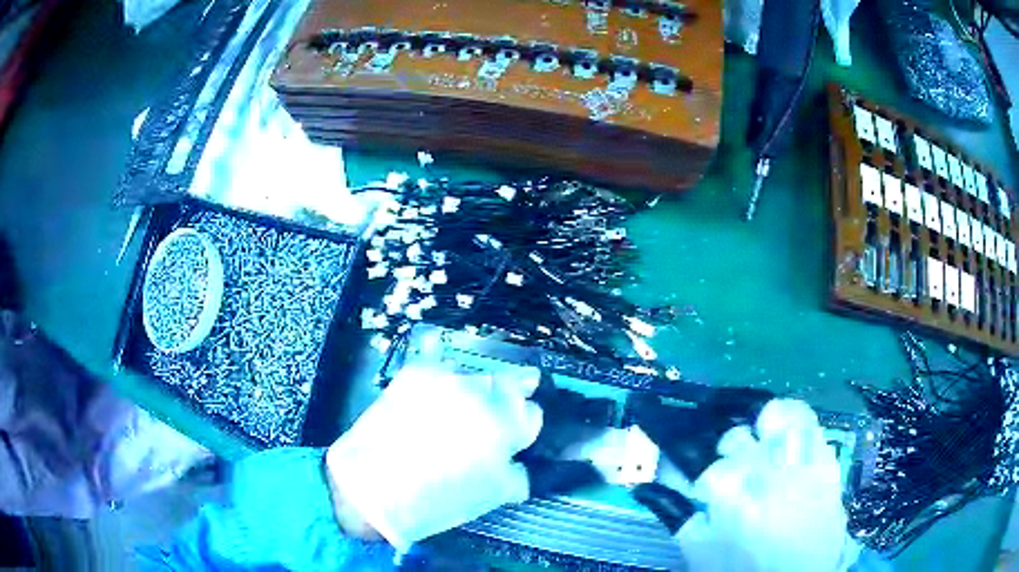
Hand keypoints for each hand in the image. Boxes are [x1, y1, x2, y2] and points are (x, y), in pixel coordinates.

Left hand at [325, 362, 543, 552]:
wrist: (369, 489)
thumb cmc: (434, 501)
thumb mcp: (489, 494)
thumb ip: (516, 472)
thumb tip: (517, 460)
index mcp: (501, 426)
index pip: (532, 413)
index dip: (525, 427)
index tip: (517, 435)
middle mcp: (477, 393)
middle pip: (511, 383)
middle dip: (510, 399)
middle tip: (495, 417)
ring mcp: (444, 379)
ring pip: (477, 376)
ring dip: (476, 391)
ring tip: (460, 412)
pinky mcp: (415, 375)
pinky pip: (443, 371)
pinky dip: (445, 385)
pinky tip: (434, 405)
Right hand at [632, 393, 860, 571]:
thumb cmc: (744, 568)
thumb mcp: (700, 550)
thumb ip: (677, 515)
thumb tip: (652, 487)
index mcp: (726, 491)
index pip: (700, 466)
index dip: (695, 477)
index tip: (698, 487)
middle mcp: (762, 466)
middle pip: (734, 438)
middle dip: (726, 455)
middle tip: (730, 472)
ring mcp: (797, 458)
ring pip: (774, 415)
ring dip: (761, 425)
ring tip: (760, 440)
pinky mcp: (823, 458)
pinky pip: (809, 421)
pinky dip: (794, 418)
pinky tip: (786, 434)